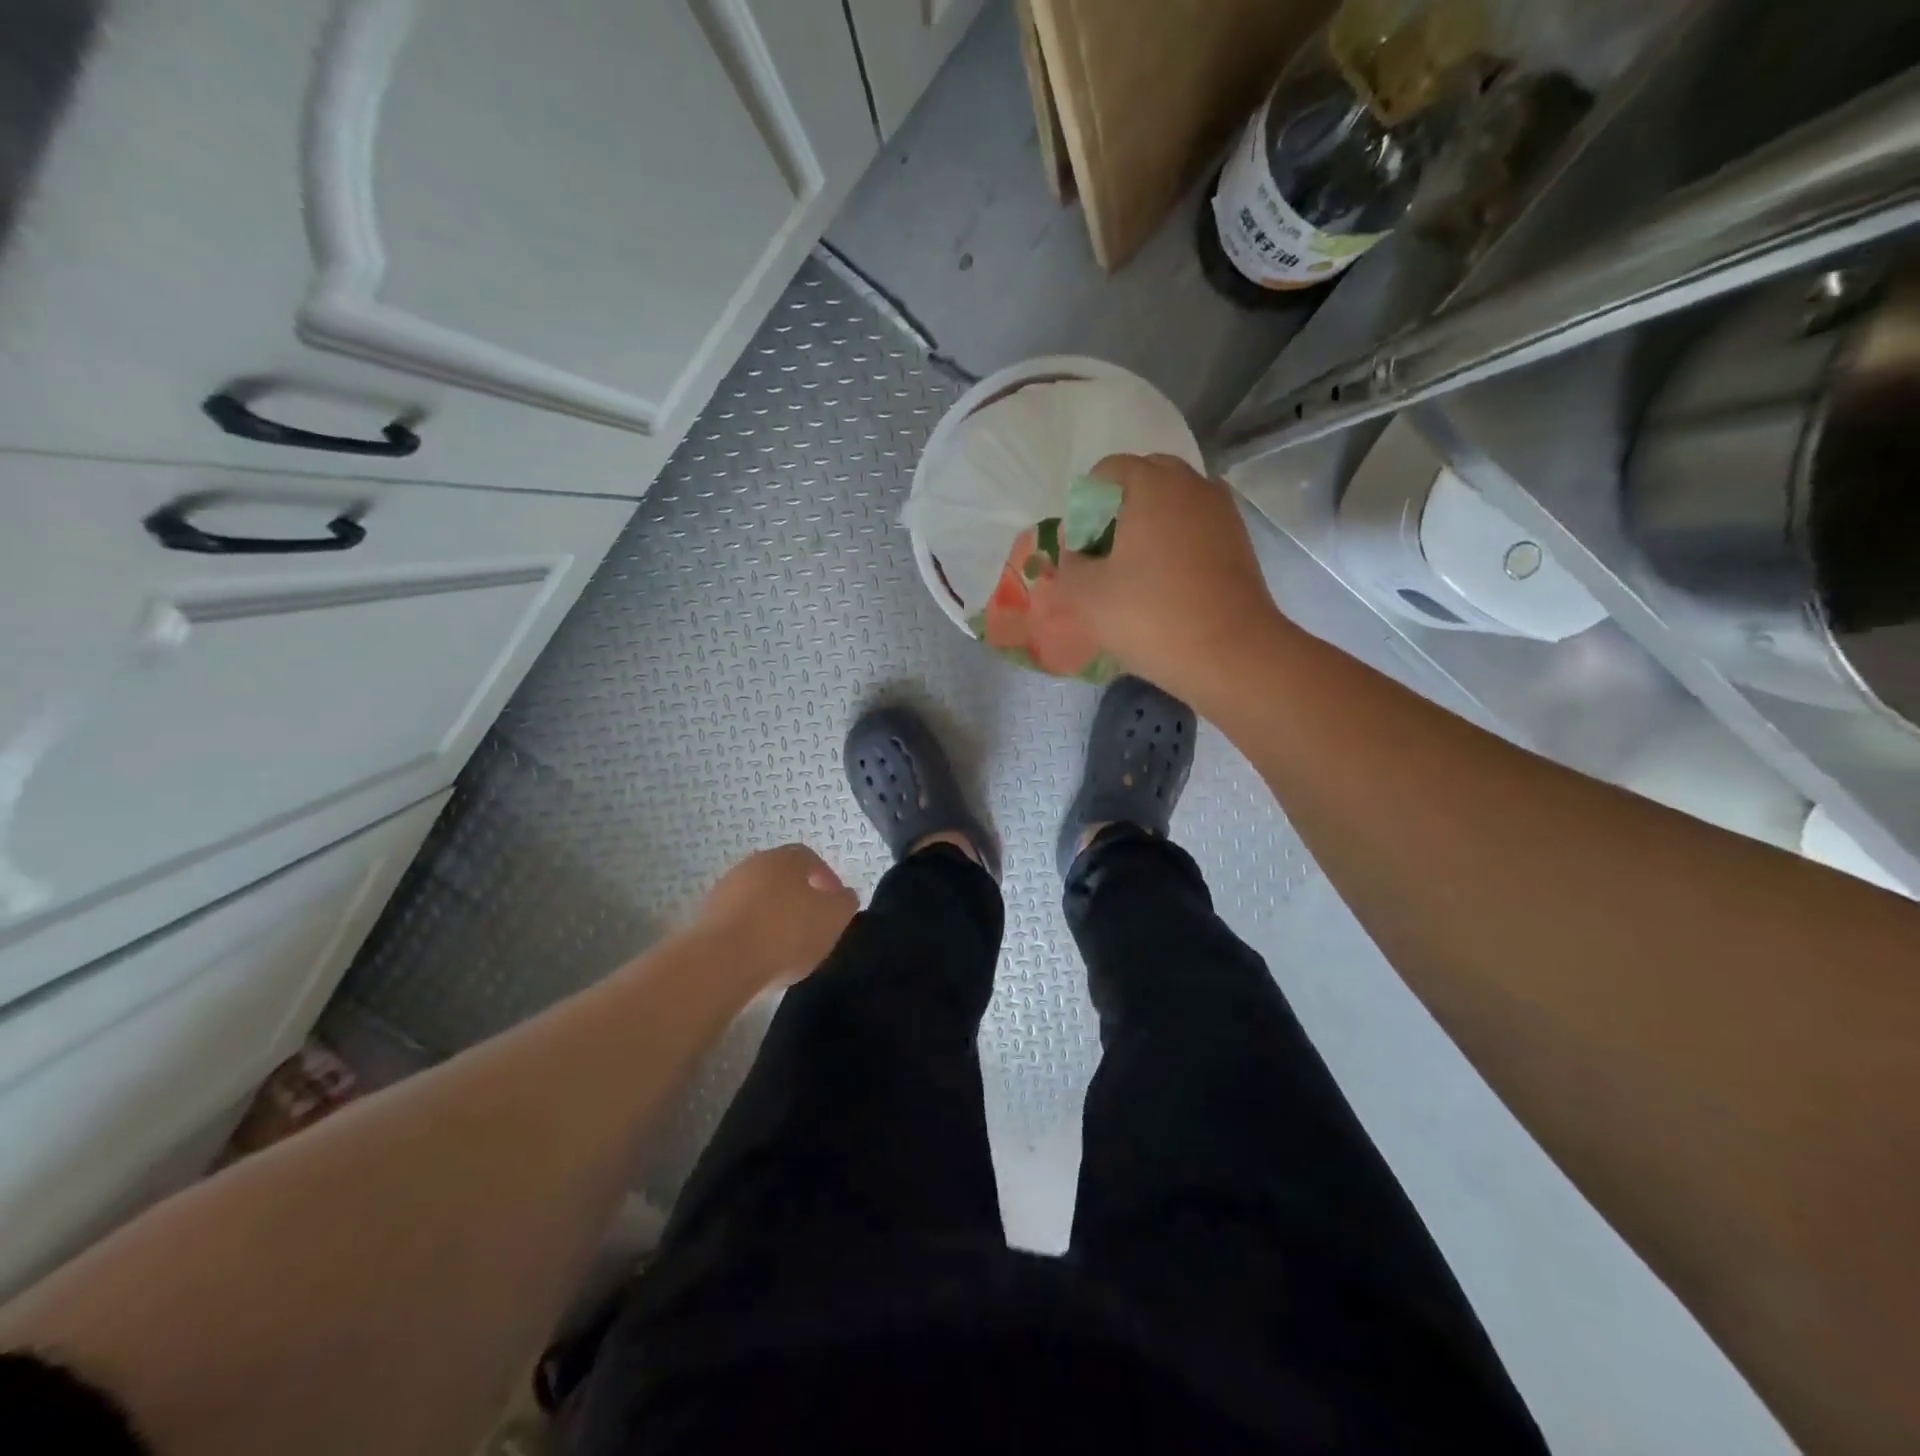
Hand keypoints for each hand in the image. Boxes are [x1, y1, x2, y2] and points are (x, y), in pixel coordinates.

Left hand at [694, 844, 858, 988]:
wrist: (723, 961)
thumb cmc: (786, 932)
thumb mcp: (834, 917)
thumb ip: (844, 902)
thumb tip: (842, 896)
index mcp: (785, 858)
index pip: (811, 859)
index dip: (827, 879)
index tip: (835, 905)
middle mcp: (753, 864)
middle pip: (782, 877)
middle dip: (799, 897)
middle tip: (812, 924)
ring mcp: (726, 889)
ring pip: (759, 898)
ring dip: (774, 915)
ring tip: (786, 946)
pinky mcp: (707, 917)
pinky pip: (739, 919)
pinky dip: (753, 932)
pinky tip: (761, 956)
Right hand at [1032, 453, 1285, 699]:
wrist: (1231, 654)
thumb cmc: (1152, 616)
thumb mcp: (1088, 597)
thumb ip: (1066, 569)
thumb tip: (1069, 558)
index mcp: (1152, 485)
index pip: (1108, 471)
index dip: (1085, 505)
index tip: (1078, 546)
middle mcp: (1192, 485)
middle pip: (1145, 480)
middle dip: (1118, 509)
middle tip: (1103, 553)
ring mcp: (1222, 512)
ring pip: (1174, 504)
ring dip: (1150, 525)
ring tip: (1133, 569)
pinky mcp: (1239, 542)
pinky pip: (1196, 527)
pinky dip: (1176, 542)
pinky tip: (1164, 581)